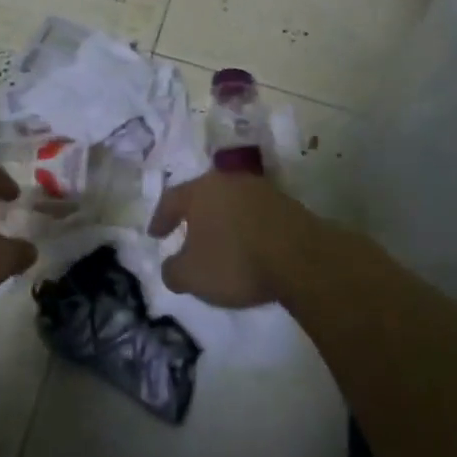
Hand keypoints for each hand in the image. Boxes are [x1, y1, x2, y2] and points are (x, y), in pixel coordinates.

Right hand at [149, 171, 319, 307]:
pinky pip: (256, 215)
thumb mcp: (192, 275)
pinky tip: (249, 247)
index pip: (172, 199)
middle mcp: (229, 180)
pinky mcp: (287, 204)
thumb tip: (171, 267)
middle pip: (204, 195)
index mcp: (200, 190)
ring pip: (232, 203)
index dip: (161, 218)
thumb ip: (173, 271)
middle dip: (194, 216)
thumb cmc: (235, 260)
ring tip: (220, 242)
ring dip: (223, 221)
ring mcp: (261, 190)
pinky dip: (247, 229)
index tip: (155, 235)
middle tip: (187, 234)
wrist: (301, 257)